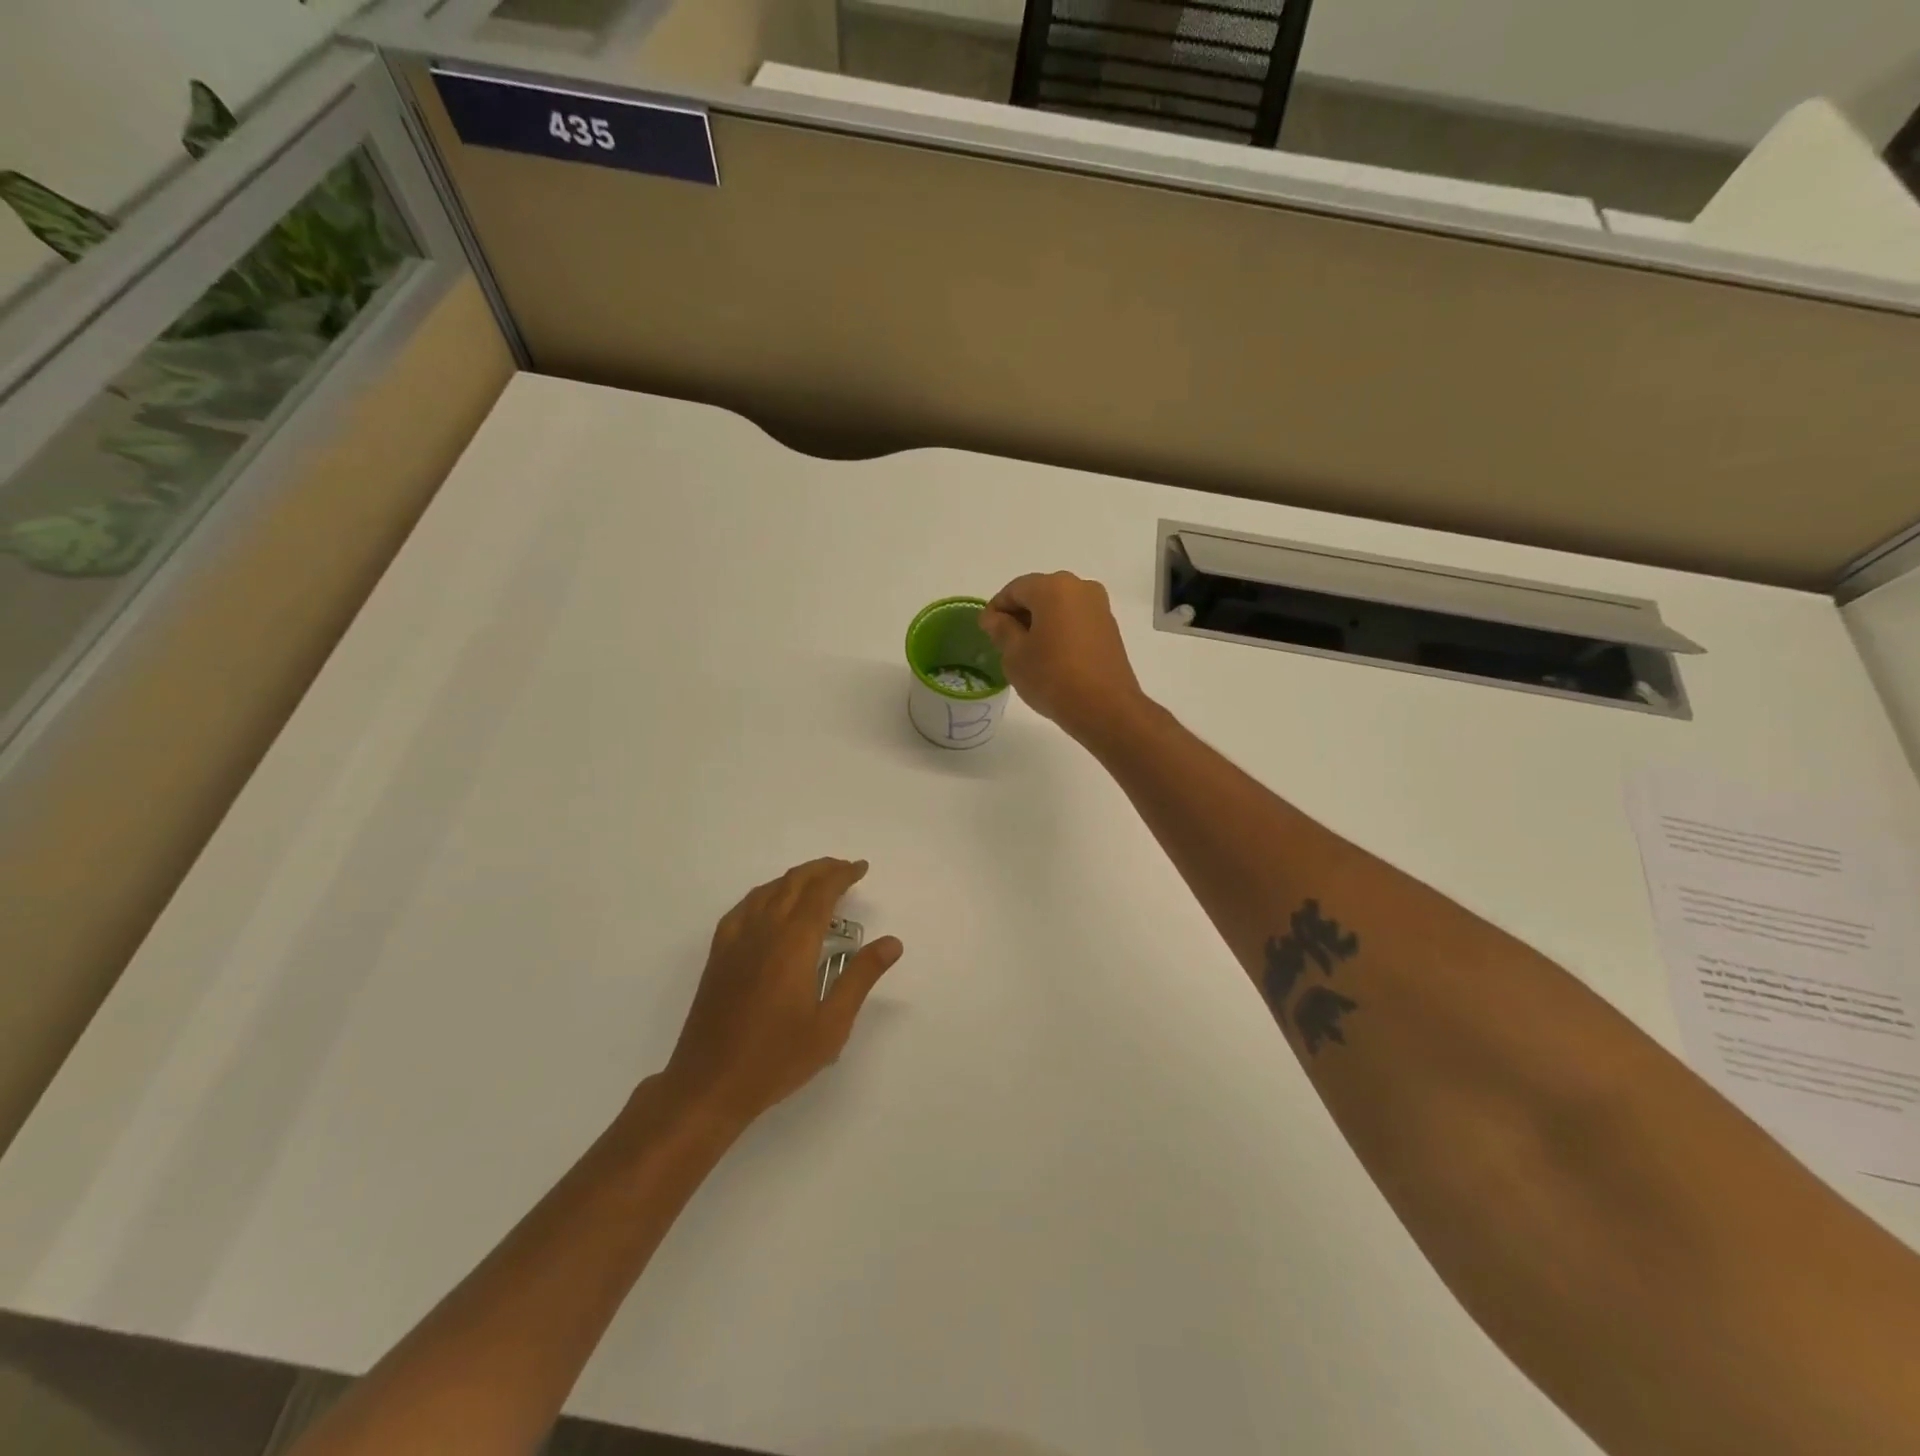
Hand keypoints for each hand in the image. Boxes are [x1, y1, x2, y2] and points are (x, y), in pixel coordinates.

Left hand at [662, 859, 903, 1127]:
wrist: (709, 1084)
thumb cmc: (777, 1058)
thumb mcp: (831, 1024)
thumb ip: (861, 977)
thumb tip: (892, 942)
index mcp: (794, 943)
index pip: (821, 893)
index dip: (842, 875)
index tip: (861, 868)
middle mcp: (764, 931)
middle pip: (794, 883)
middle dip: (821, 870)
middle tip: (845, 870)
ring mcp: (736, 941)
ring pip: (767, 891)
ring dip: (794, 878)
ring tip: (814, 882)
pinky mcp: (719, 955)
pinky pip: (743, 908)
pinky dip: (764, 894)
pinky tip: (769, 904)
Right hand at [980, 572, 1145, 745]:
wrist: (1105, 708)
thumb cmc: (1052, 677)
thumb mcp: (1015, 655)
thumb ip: (1002, 630)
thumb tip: (994, 618)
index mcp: (1053, 587)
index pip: (1014, 590)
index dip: (996, 609)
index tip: (986, 631)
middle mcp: (1080, 588)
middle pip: (1039, 594)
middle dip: (1019, 614)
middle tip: (1004, 642)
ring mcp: (1099, 607)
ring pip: (1059, 608)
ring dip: (1040, 623)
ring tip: (1027, 652)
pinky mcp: (1110, 628)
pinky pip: (1076, 621)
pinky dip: (1059, 631)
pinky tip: (1051, 656)